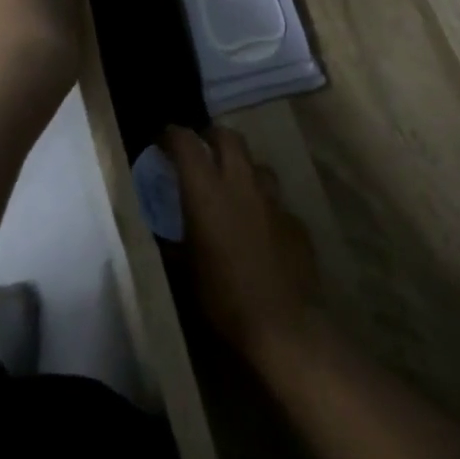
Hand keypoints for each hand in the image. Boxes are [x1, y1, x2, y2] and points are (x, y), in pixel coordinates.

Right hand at [163, 125, 319, 365]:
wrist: (281, 323)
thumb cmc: (222, 298)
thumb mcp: (185, 270)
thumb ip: (175, 242)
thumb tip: (167, 232)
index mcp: (206, 193)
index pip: (187, 144)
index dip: (174, 135)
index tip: (164, 139)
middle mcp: (241, 185)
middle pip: (229, 138)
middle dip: (212, 136)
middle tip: (201, 148)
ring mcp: (274, 201)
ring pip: (257, 166)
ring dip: (241, 167)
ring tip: (231, 186)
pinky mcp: (296, 220)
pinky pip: (275, 201)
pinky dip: (262, 204)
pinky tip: (258, 227)